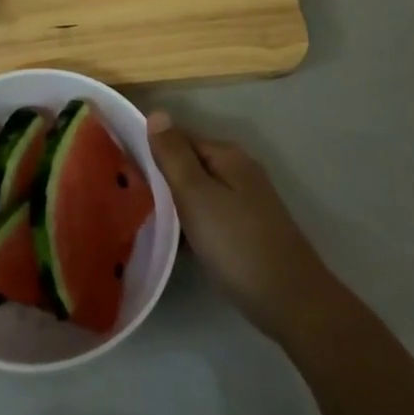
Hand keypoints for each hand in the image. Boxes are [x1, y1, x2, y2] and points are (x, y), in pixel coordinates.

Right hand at [149, 113, 340, 343]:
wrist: (292, 301)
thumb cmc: (237, 244)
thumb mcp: (196, 195)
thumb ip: (174, 155)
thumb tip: (157, 113)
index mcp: (227, 155)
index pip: (179, 138)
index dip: (151, 151)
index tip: (121, 170)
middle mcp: (240, 170)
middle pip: (190, 165)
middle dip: (162, 179)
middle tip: (127, 199)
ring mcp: (248, 201)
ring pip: (200, 193)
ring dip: (176, 205)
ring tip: (143, 221)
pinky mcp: (250, 230)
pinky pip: (211, 216)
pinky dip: (193, 225)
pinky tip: (176, 244)